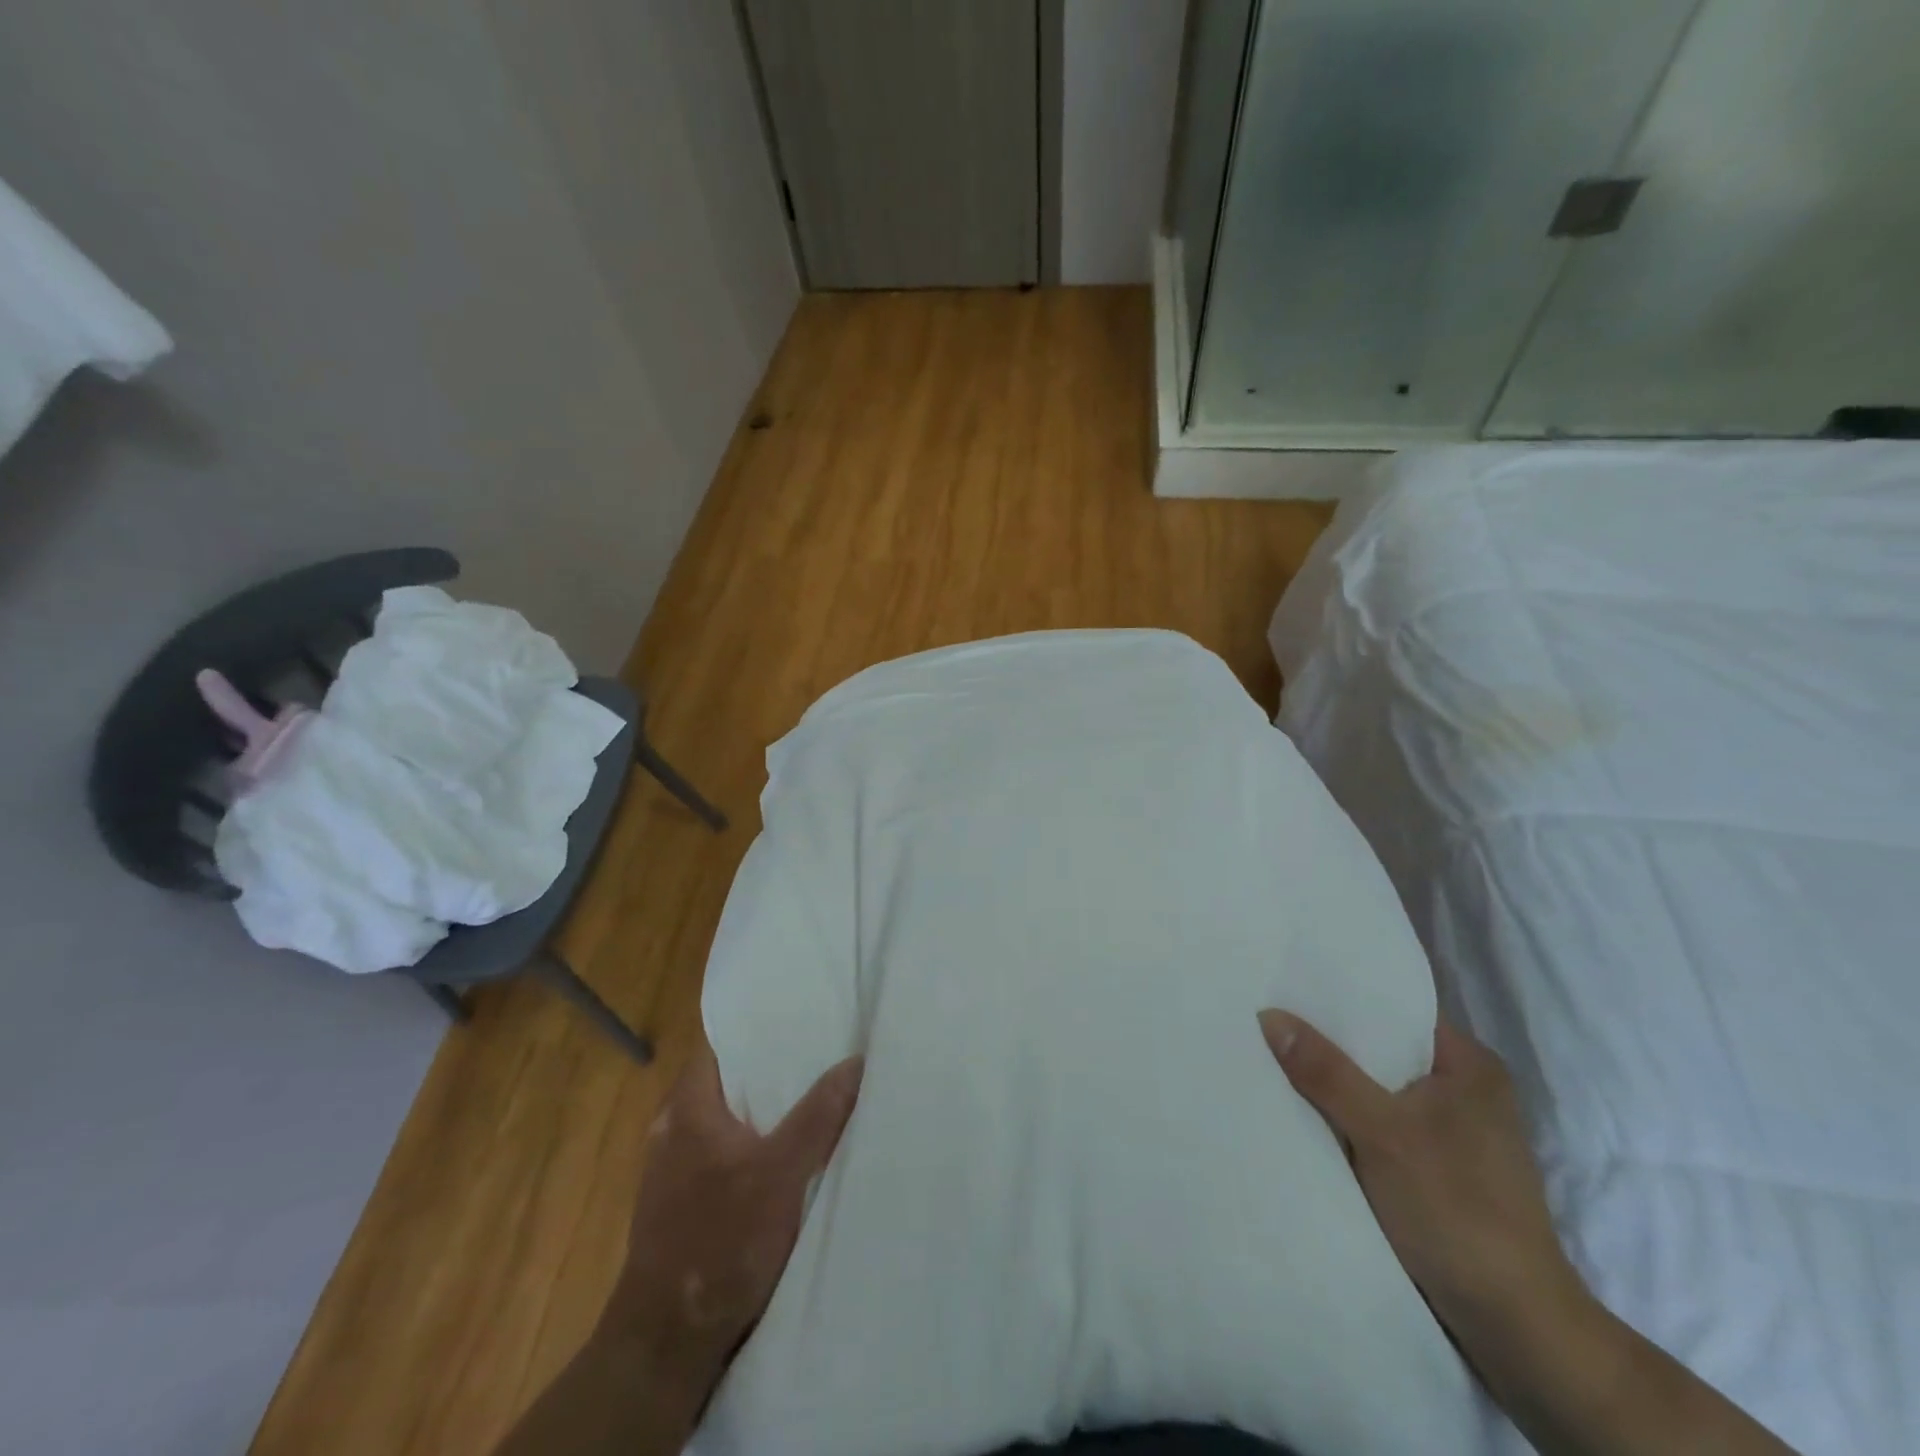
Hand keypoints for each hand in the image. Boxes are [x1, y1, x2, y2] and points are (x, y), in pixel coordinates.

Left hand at [603, 1039, 864, 1370]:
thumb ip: (818, 1115)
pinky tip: (787, 1152)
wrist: (667, 1342)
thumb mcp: (782, 1174)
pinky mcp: (682, 1203)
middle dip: (770, 1068)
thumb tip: (855, 1060)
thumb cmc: (721, 1241)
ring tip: (812, 1093)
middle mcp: (673, 1129)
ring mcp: (673, 1169)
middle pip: (727, 1080)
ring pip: (726, 1119)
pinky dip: (753, 1144)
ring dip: (763, 1109)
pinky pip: (723, 1153)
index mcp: (687, 1108)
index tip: (798, 1015)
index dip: (756, 1027)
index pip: (719, 1044)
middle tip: (819, 1051)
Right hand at [1256, 1011, 1583, 1351]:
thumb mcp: (1382, 1132)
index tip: (1286, 983)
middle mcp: (1464, 1088)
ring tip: (1273, 1054)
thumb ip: (1326, 1072)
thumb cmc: (1457, 1210)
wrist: (1515, 1326)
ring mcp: (1451, 1131)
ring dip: (1333, 1082)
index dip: (1340, 996)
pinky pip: (1378, 1122)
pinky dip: (1345, 1117)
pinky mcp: (1437, 1168)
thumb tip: (1269, 1014)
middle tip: (1267, 1017)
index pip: (1393, 1009)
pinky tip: (1302, 1110)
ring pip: (1377, 1088)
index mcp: (1468, 1064)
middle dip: (1328, 1040)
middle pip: (1381, 1049)